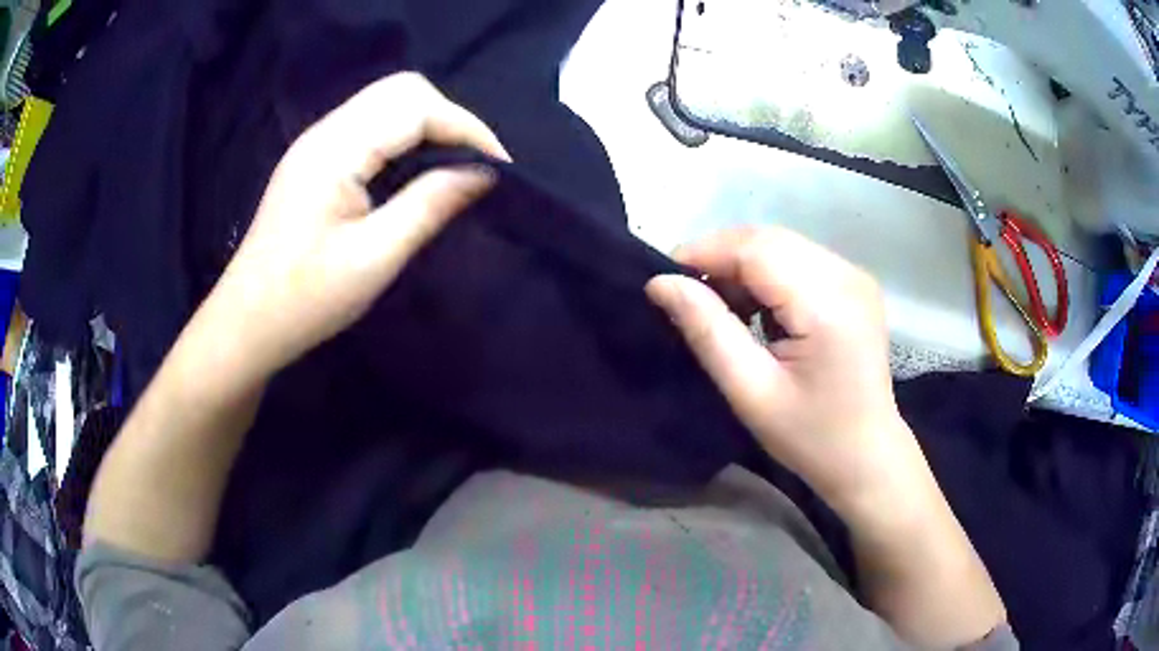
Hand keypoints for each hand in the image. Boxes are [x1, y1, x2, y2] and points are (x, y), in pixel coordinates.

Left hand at [207, 73, 509, 379]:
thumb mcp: (374, 258)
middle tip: (473, 165)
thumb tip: (483, 173)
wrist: (248, 322)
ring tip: (452, 168)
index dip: (466, 128)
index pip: (416, 106)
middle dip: (449, 118)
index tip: (500, 167)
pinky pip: (371, 125)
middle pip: (402, 90)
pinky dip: (404, 137)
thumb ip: (429, 205)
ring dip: (428, 125)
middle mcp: (325, 132)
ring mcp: (317, 143)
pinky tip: (413, 172)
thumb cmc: (306, 299)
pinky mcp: (315, 159)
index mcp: (335, 150)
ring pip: (387, 103)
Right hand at [646, 226, 919, 514]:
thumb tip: (660, 283)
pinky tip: (755, 307)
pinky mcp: (854, 283)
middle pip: (768, 240)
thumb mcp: (751, 392)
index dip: (703, 253)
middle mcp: (846, 275)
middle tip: (684, 292)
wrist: (867, 456)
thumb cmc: (810, 436)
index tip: (662, 279)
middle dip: (719, 257)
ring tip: (718, 304)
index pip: (755, 249)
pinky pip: (798, 259)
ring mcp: (854, 276)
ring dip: (741, 264)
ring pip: (781, 244)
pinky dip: (766, 273)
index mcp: (827, 304)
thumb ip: (707, 331)